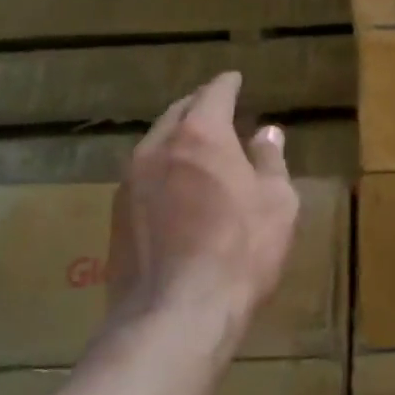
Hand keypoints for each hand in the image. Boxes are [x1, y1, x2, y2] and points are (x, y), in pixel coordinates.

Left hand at [105, 72, 299, 354]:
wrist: (175, 315)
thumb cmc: (240, 252)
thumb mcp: (277, 202)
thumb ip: (270, 160)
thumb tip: (266, 133)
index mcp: (200, 135)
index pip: (213, 93)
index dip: (227, 84)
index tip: (235, 79)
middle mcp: (158, 148)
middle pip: (178, 112)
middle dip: (199, 106)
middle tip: (217, 109)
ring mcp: (130, 182)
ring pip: (155, 143)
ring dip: (177, 138)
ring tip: (197, 147)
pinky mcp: (116, 215)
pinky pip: (143, 175)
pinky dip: (162, 169)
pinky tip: (176, 188)